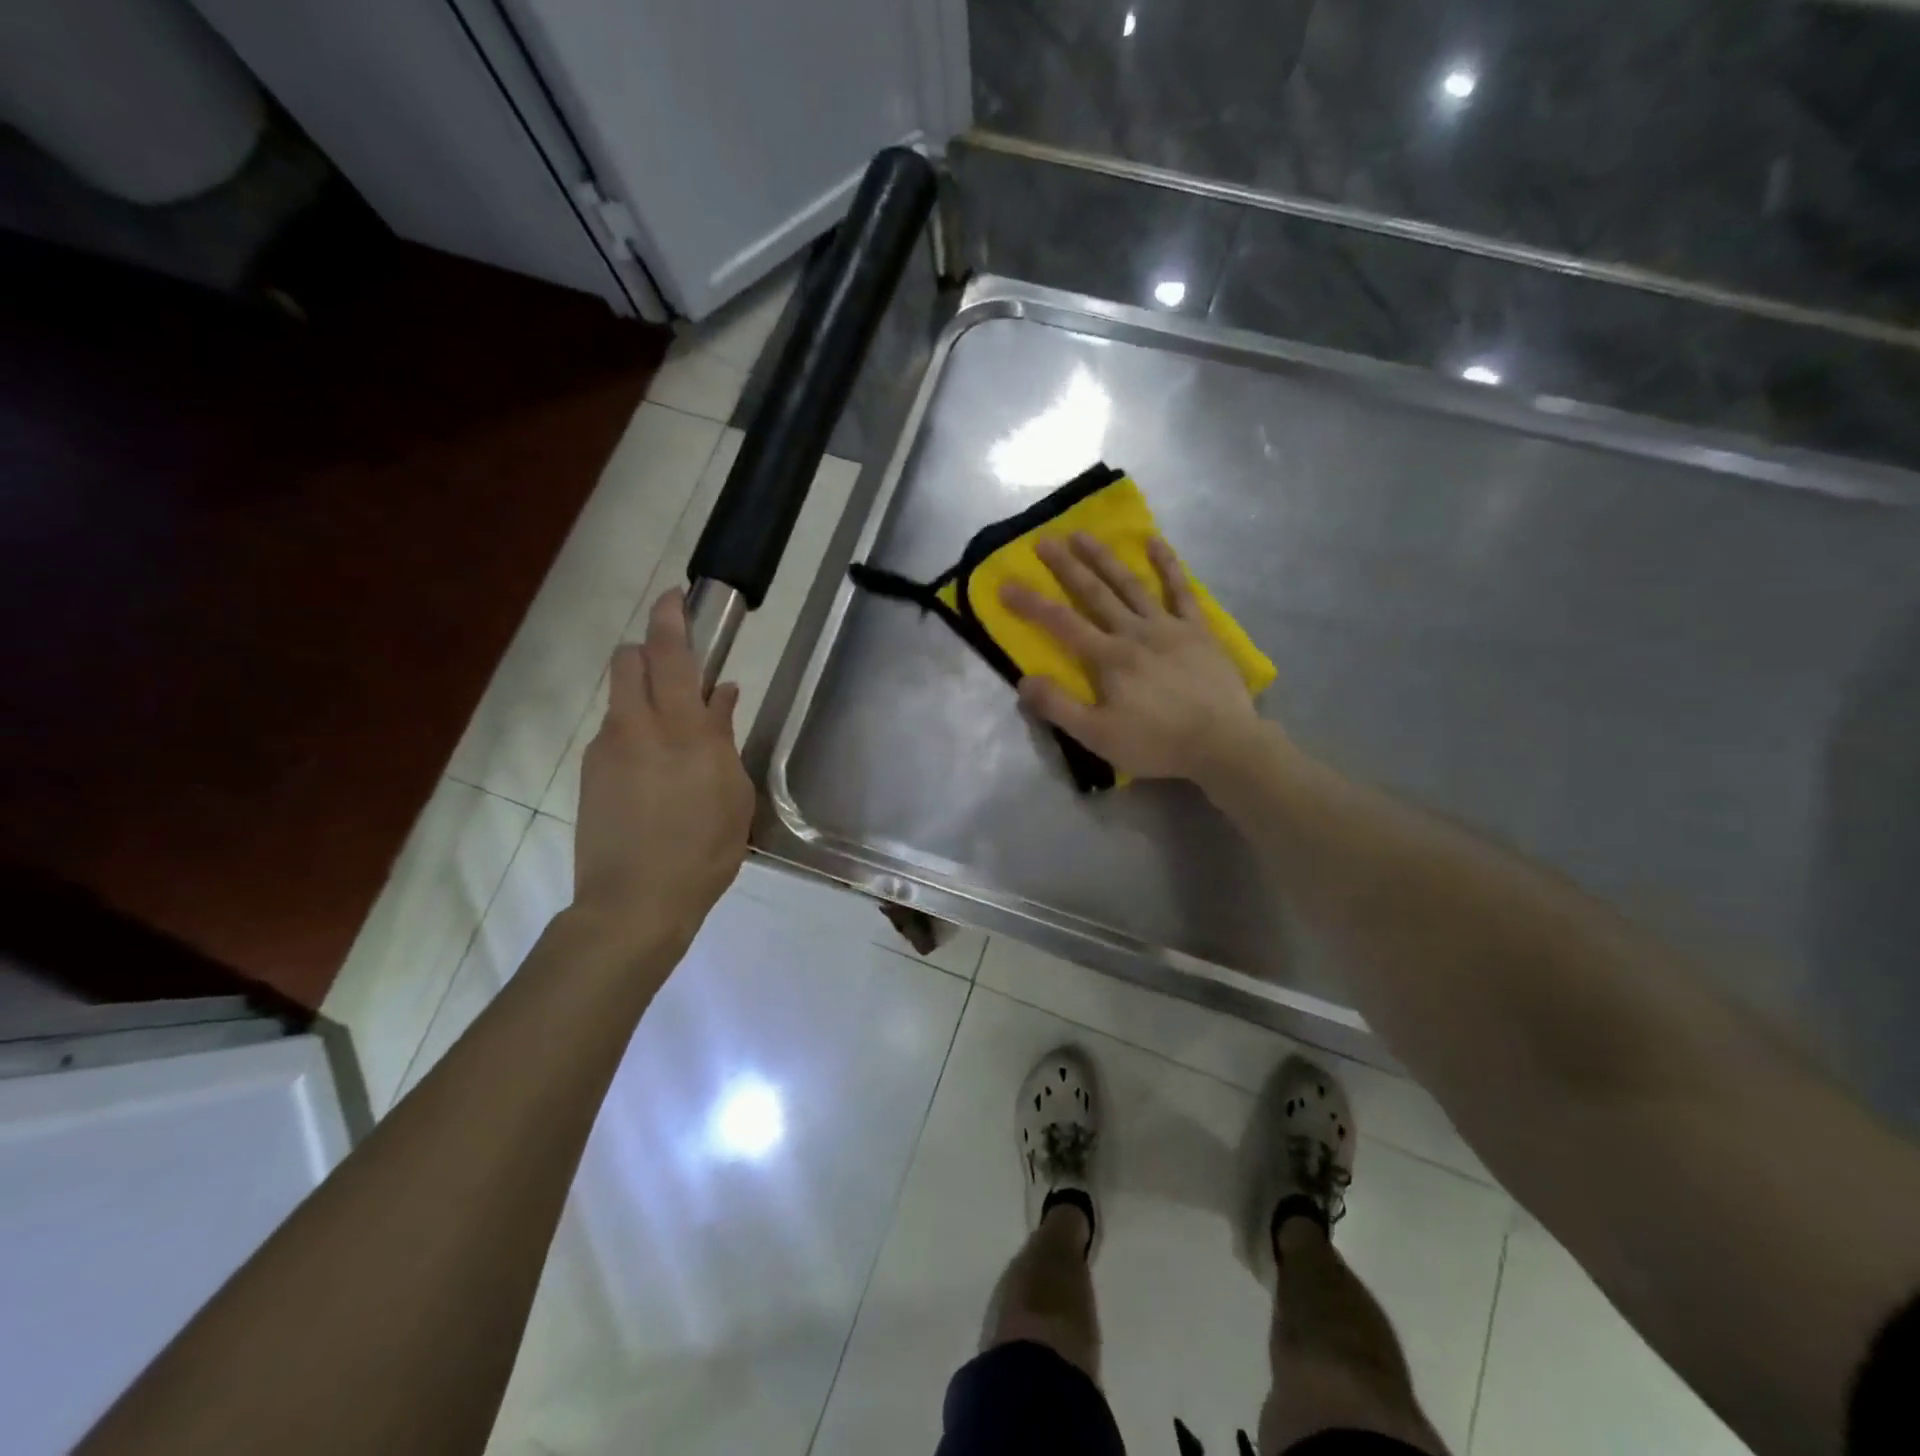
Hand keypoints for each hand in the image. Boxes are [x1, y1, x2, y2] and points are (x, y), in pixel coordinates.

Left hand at [573, 589, 753, 959]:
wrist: (634, 903)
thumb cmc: (704, 850)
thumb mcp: (733, 793)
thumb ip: (724, 736)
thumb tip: (722, 694)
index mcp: (681, 728)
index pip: (671, 653)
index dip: (671, 617)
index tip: (676, 595)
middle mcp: (636, 726)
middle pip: (629, 661)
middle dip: (649, 650)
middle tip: (679, 671)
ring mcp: (606, 749)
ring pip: (621, 698)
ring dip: (644, 698)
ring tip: (674, 740)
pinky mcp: (589, 774)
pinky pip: (614, 734)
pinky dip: (635, 734)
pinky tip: (654, 776)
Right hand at [1000, 533, 1268, 782]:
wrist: (1222, 744)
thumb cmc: (1157, 743)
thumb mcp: (1098, 736)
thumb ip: (1058, 707)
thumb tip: (1023, 681)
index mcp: (1108, 658)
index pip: (1061, 624)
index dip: (1031, 604)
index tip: (1005, 585)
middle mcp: (1134, 632)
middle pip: (1094, 593)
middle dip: (1066, 566)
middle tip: (1044, 541)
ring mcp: (1168, 626)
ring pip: (1130, 584)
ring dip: (1105, 557)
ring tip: (1083, 534)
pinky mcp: (1197, 630)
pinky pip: (1181, 590)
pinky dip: (1168, 565)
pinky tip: (1155, 541)